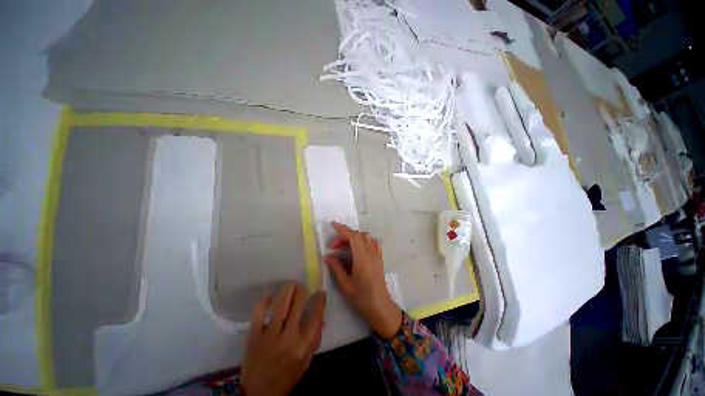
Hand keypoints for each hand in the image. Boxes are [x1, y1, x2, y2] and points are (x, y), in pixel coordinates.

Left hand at [240, 283, 325, 395]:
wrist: (258, 394)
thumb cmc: (286, 377)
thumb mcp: (306, 362)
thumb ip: (315, 339)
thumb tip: (322, 318)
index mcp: (303, 345)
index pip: (316, 316)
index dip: (320, 300)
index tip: (321, 292)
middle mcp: (288, 338)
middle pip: (298, 304)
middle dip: (302, 290)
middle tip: (302, 287)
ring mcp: (270, 336)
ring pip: (280, 304)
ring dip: (287, 289)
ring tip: (290, 285)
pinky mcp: (254, 336)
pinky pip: (258, 313)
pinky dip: (264, 301)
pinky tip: (270, 295)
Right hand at [324, 222, 402, 338]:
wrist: (380, 307)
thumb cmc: (361, 298)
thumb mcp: (345, 284)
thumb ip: (336, 267)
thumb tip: (327, 256)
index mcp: (362, 258)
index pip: (353, 236)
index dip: (342, 229)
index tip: (332, 225)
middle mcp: (371, 252)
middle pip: (358, 235)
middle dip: (344, 236)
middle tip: (334, 247)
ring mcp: (377, 254)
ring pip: (366, 237)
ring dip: (354, 237)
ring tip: (344, 246)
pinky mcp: (379, 258)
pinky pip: (373, 242)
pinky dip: (364, 240)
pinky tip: (358, 247)